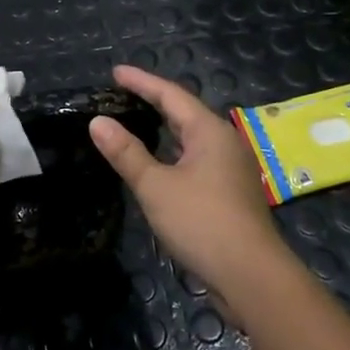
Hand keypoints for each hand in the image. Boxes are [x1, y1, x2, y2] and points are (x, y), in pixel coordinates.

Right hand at [89, 64, 285, 295]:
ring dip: (164, 128)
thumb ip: (126, 153)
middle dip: (153, 101)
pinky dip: (174, 151)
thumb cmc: (202, 222)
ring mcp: (231, 168)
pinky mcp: (231, 192)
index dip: (141, 82)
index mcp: (209, 131)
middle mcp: (225, 141)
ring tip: (137, 120)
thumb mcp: (155, 186)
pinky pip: (197, 157)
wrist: (252, 277)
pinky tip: (160, 162)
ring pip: (192, 137)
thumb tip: (98, 122)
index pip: (170, 94)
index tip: (115, 72)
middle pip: (184, 112)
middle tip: (122, 93)